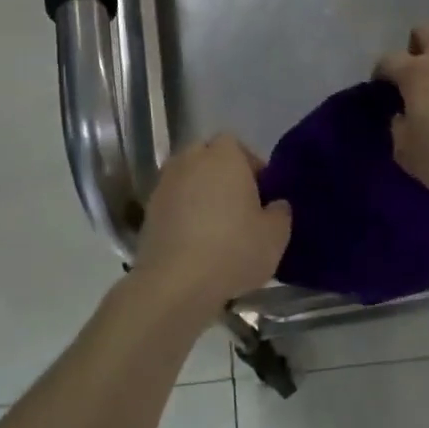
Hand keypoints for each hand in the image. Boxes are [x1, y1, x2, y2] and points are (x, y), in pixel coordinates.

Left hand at [132, 135, 291, 311]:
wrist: (175, 283)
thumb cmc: (233, 250)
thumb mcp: (276, 235)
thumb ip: (281, 212)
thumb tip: (276, 205)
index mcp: (223, 156)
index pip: (236, 144)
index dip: (250, 165)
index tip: (261, 191)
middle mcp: (189, 161)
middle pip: (207, 158)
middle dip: (222, 175)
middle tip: (239, 205)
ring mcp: (164, 185)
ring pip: (187, 180)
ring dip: (200, 194)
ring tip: (216, 225)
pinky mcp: (147, 211)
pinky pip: (172, 203)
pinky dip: (183, 214)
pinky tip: (195, 242)